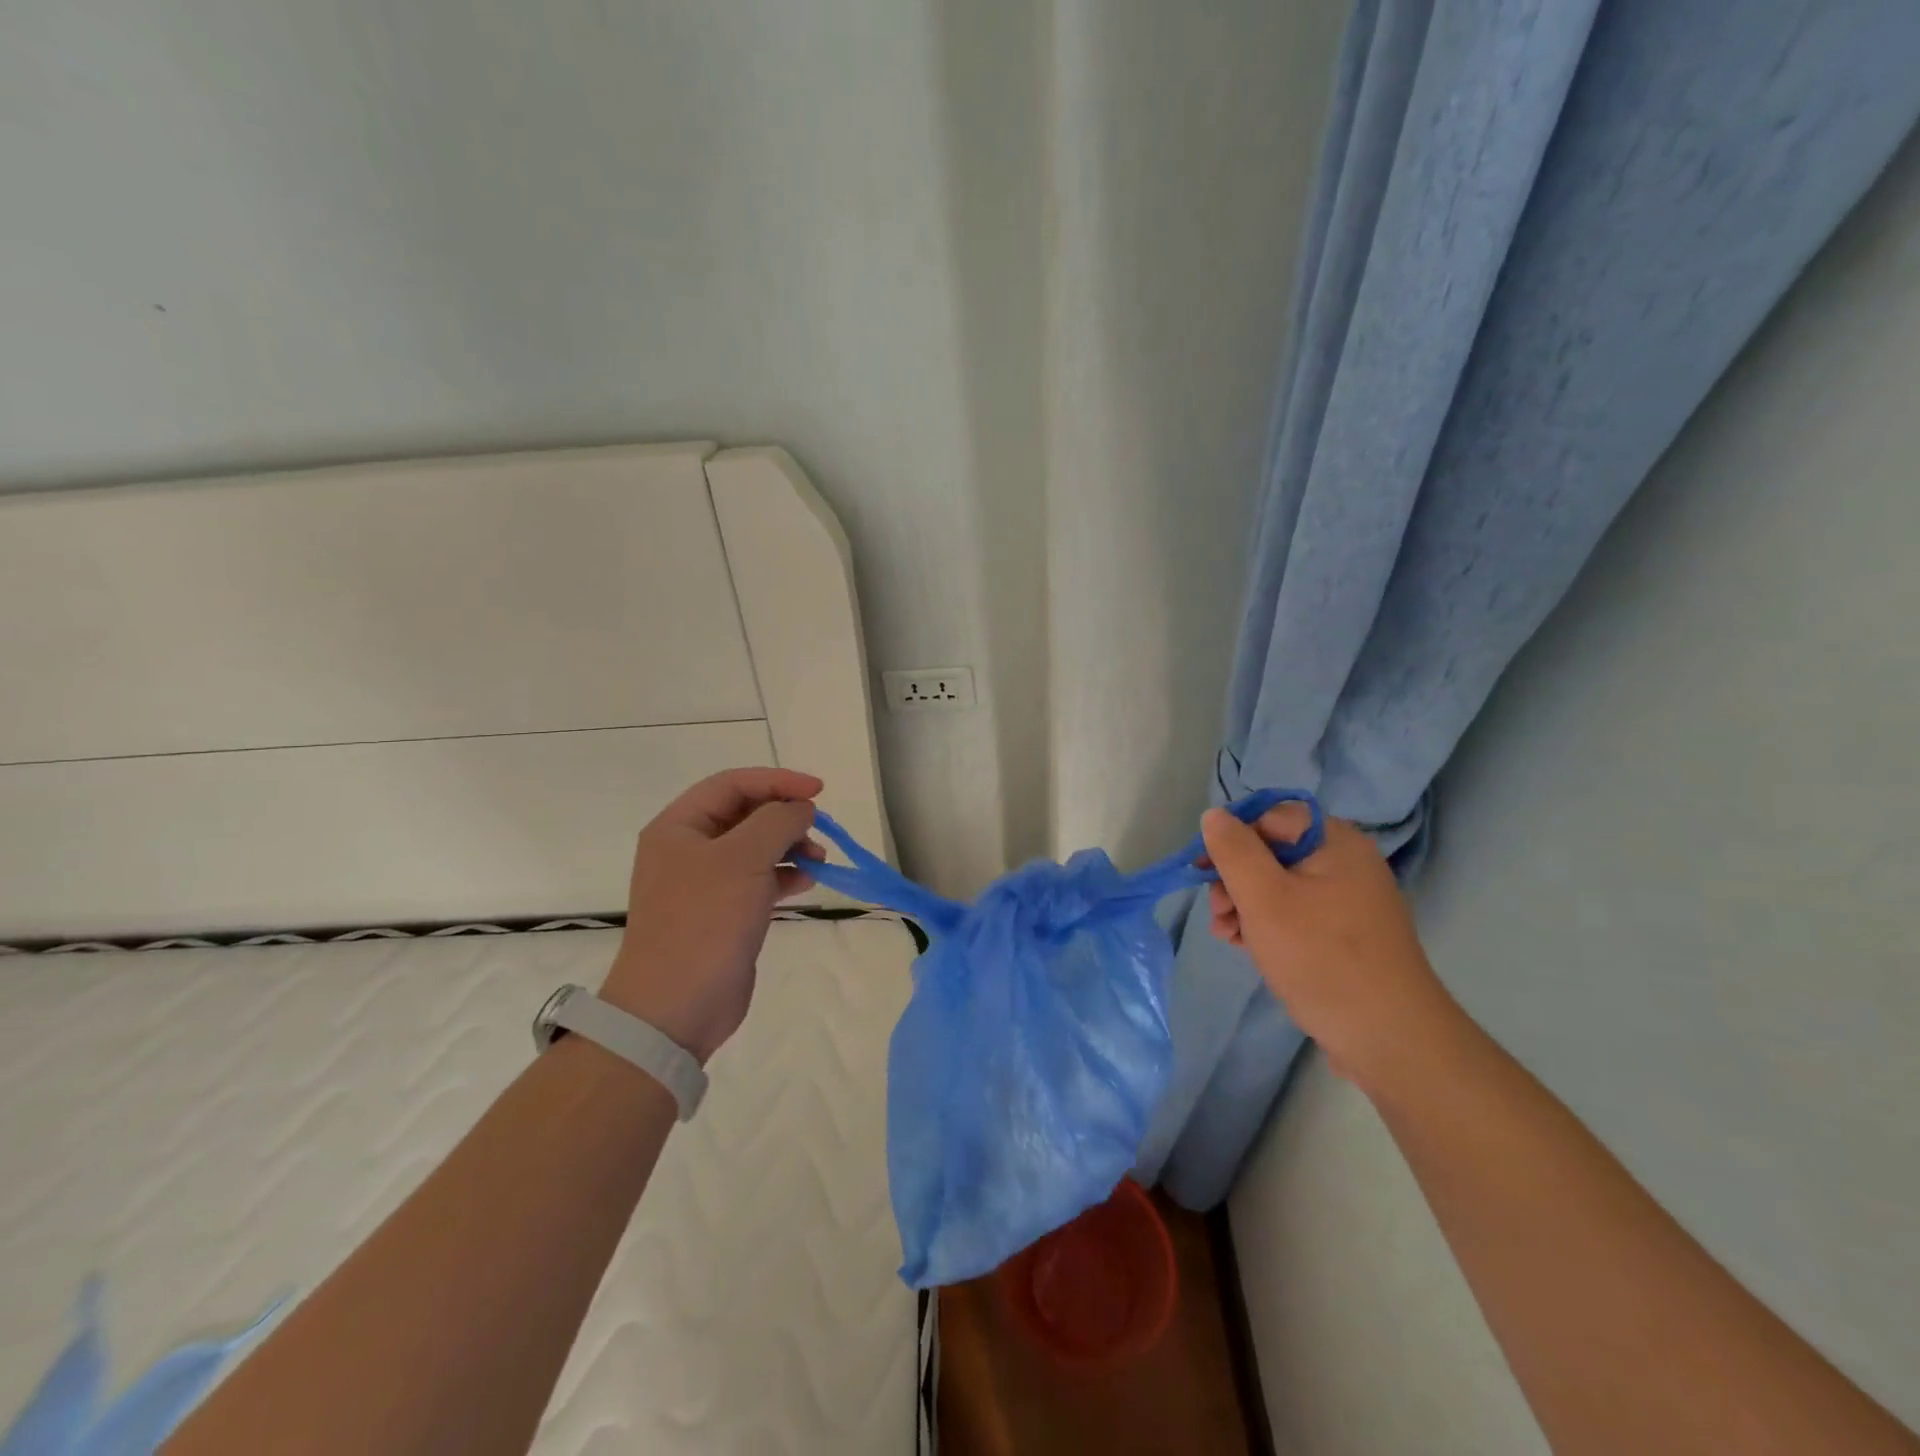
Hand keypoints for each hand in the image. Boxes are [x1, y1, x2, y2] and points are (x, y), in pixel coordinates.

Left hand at [601, 767, 823, 1063]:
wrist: (675, 1008)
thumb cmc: (704, 921)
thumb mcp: (743, 859)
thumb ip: (777, 821)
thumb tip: (801, 808)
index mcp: (679, 827)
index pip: (732, 784)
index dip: (777, 781)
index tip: (819, 791)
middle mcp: (688, 849)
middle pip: (745, 814)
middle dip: (785, 817)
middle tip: (818, 832)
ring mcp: (705, 883)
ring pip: (755, 847)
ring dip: (789, 846)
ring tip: (818, 861)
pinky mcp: (723, 912)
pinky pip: (759, 879)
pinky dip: (784, 875)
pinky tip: (806, 883)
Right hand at [1200, 804, 1461, 1087]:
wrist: (1388, 1038)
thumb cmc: (1321, 957)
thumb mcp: (1265, 898)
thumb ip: (1234, 851)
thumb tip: (1214, 815)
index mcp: (1335, 842)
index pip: (1269, 817)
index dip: (1231, 839)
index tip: (1202, 872)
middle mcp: (1344, 863)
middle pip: (1271, 851)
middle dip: (1234, 879)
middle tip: (1219, 913)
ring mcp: (1346, 900)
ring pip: (1277, 885)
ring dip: (1243, 904)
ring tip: (1227, 935)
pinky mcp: (1343, 933)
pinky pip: (1293, 912)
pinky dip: (1265, 924)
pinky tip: (1245, 946)